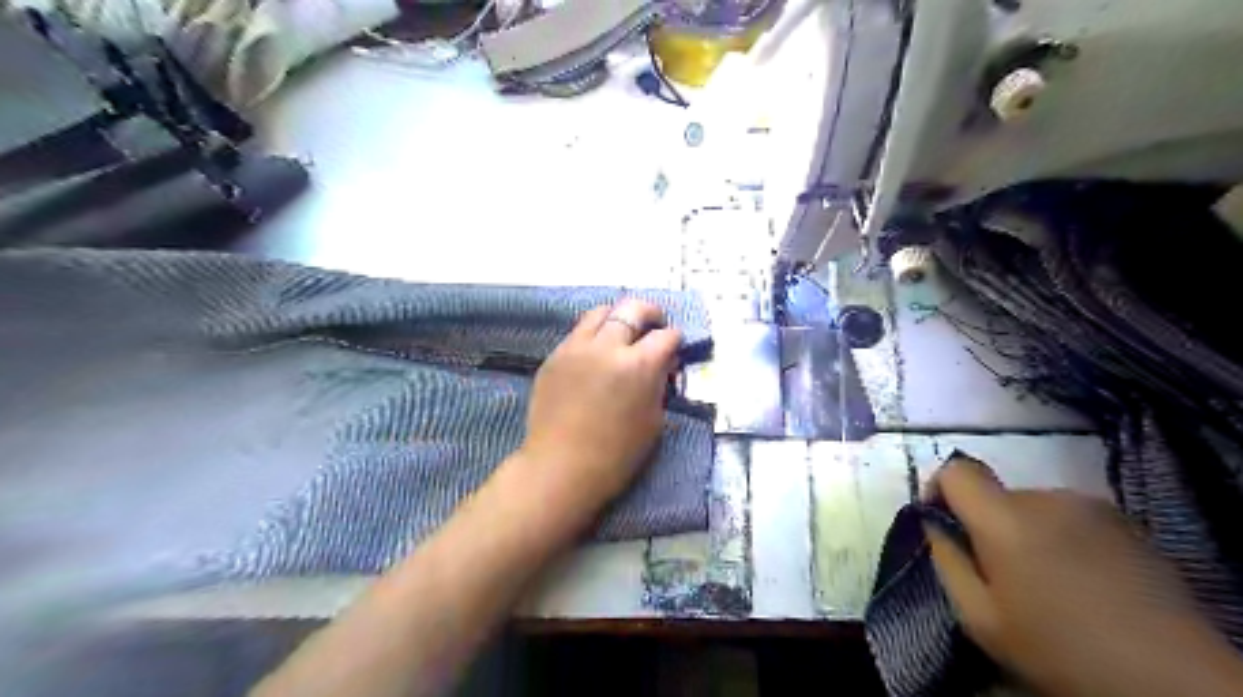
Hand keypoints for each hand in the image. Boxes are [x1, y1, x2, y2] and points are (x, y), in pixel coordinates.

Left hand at [522, 299, 684, 516]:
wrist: (561, 467)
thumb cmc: (616, 455)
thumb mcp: (653, 421)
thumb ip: (658, 385)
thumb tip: (661, 366)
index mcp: (638, 365)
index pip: (665, 336)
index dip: (675, 340)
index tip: (675, 347)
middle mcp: (607, 347)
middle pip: (632, 309)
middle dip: (650, 313)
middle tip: (655, 323)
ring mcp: (576, 348)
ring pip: (600, 312)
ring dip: (617, 316)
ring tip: (622, 331)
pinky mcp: (554, 357)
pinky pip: (577, 333)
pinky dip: (593, 334)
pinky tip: (596, 352)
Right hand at [928, 457, 1242, 695]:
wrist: (1177, 682)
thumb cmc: (1062, 651)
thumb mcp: (981, 619)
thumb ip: (947, 561)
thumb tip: (936, 525)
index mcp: (1006, 519)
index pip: (957, 471)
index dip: (940, 489)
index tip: (942, 521)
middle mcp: (1048, 499)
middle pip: (997, 494)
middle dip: (988, 523)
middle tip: (1000, 572)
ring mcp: (1093, 506)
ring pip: (1034, 507)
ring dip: (1027, 531)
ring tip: (1046, 580)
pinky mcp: (1127, 522)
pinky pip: (1070, 517)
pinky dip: (1062, 537)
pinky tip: (1081, 580)